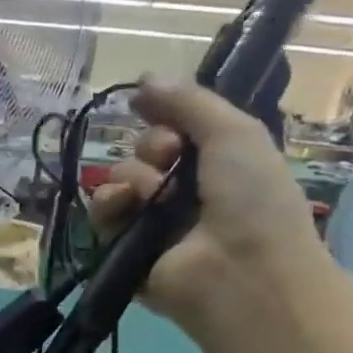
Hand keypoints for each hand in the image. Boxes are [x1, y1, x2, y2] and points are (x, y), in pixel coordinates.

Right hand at [87, 79, 325, 334]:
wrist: (240, 273)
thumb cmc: (250, 198)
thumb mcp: (234, 133)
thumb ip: (188, 102)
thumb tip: (143, 78)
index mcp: (216, 165)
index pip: (176, 131)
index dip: (168, 119)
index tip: (169, 119)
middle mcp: (183, 193)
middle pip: (145, 153)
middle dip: (151, 148)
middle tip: (168, 161)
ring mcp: (152, 224)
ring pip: (120, 180)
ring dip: (130, 175)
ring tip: (149, 192)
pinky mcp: (124, 252)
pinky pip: (102, 215)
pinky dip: (107, 204)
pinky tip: (123, 204)